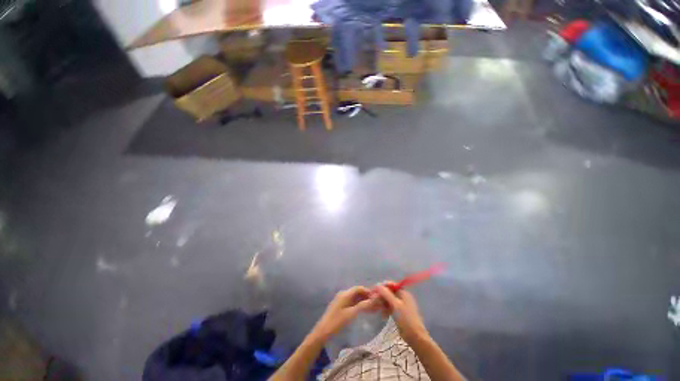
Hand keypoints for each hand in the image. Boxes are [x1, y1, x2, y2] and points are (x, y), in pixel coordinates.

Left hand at [311, 286, 379, 340]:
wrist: (322, 331)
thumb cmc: (337, 322)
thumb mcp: (351, 314)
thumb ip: (363, 306)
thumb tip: (374, 299)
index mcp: (345, 294)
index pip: (359, 288)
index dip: (368, 292)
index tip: (377, 298)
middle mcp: (343, 294)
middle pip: (357, 292)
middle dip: (366, 297)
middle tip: (376, 304)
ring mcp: (341, 300)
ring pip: (354, 298)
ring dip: (363, 301)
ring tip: (372, 308)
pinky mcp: (340, 306)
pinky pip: (351, 302)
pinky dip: (358, 305)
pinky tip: (363, 311)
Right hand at [374, 283, 429, 343]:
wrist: (415, 337)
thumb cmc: (406, 319)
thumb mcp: (395, 305)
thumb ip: (386, 294)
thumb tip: (377, 285)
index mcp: (403, 292)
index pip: (391, 285)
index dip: (382, 286)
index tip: (374, 291)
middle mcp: (402, 297)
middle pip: (389, 292)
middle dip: (381, 296)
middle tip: (373, 301)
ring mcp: (401, 305)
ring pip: (389, 300)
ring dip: (383, 303)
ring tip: (377, 309)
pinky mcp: (399, 313)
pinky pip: (390, 307)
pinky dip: (386, 309)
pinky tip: (383, 315)